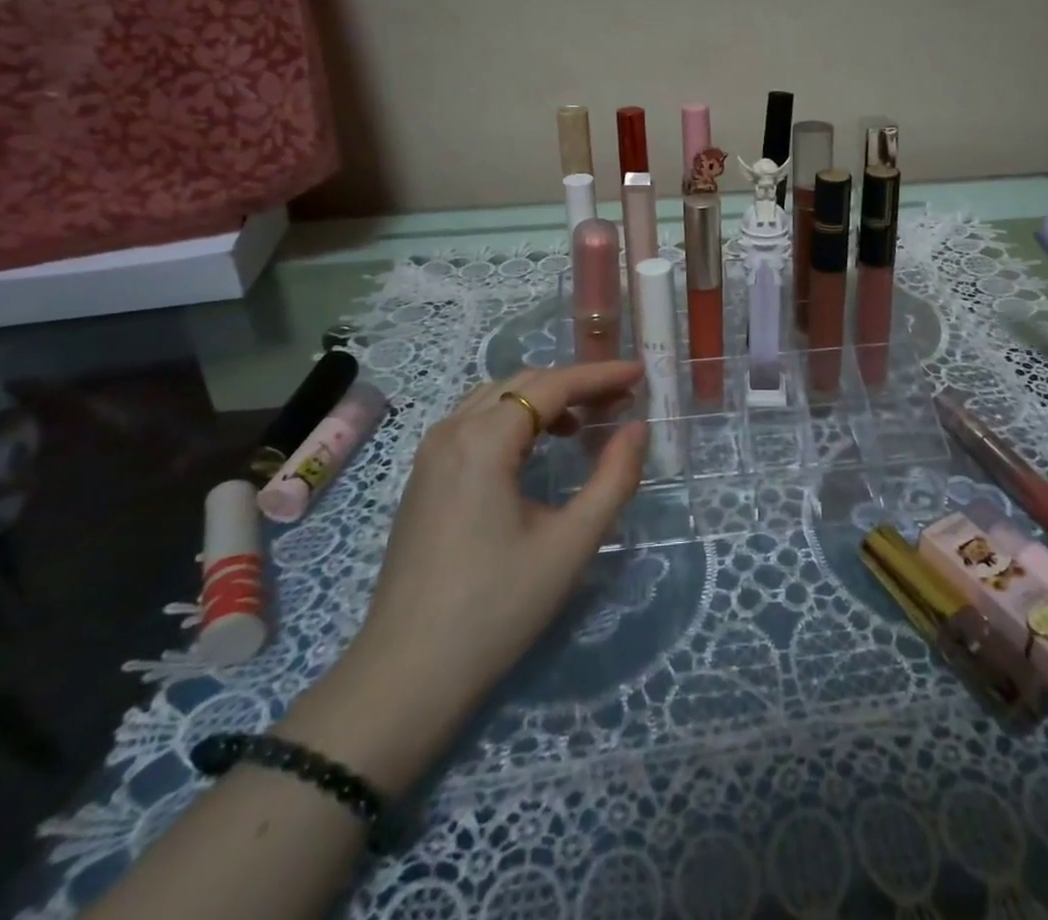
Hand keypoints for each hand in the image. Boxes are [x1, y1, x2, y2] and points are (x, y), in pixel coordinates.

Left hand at [287, 361, 648, 787]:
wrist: (407, 676)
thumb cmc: (496, 608)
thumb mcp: (570, 543)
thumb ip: (614, 478)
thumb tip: (638, 428)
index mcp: (482, 440)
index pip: (552, 385)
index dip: (600, 374)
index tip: (640, 371)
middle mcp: (451, 431)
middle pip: (522, 384)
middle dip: (575, 384)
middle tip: (622, 399)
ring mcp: (430, 453)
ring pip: (496, 399)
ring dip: (544, 399)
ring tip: (587, 420)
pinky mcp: (424, 477)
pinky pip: (475, 423)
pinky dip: (515, 418)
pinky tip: (539, 447)